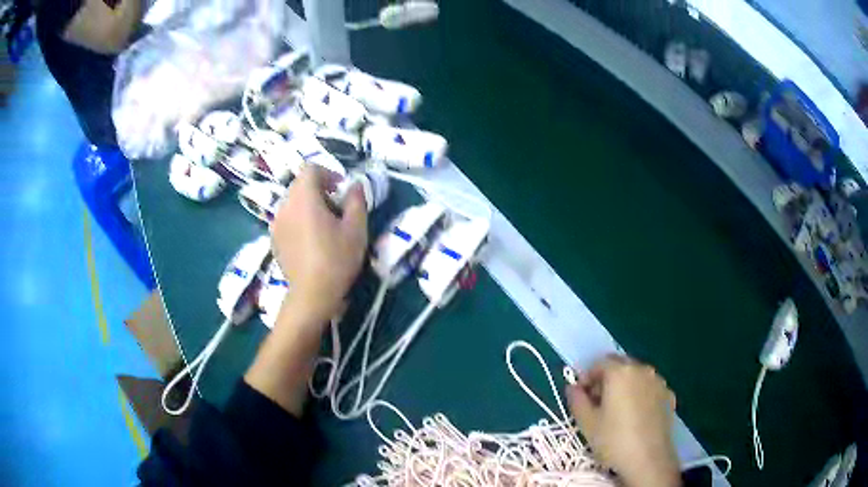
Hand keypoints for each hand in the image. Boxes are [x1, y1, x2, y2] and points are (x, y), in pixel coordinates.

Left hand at [270, 165, 367, 323]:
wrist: (312, 295)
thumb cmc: (336, 259)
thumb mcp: (356, 228)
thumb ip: (356, 200)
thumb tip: (355, 185)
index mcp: (304, 198)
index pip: (310, 169)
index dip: (328, 173)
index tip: (341, 189)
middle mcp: (285, 206)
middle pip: (300, 185)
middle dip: (319, 190)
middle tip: (336, 209)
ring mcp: (276, 224)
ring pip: (292, 203)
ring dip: (308, 205)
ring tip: (324, 226)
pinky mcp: (274, 240)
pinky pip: (287, 219)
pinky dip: (299, 220)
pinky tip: (311, 241)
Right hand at [566, 355, 679, 486]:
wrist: (649, 459)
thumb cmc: (614, 440)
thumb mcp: (587, 423)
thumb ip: (577, 400)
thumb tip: (573, 388)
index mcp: (620, 372)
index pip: (599, 363)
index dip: (587, 378)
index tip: (581, 397)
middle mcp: (642, 369)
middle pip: (620, 366)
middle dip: (606, 379)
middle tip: (597, 403)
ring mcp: (658, 381)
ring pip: (636, 375)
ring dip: (624, 385)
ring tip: (617, 410)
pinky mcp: (669, 395)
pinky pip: (649, 387)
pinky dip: (640, 394)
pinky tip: (635, 415)